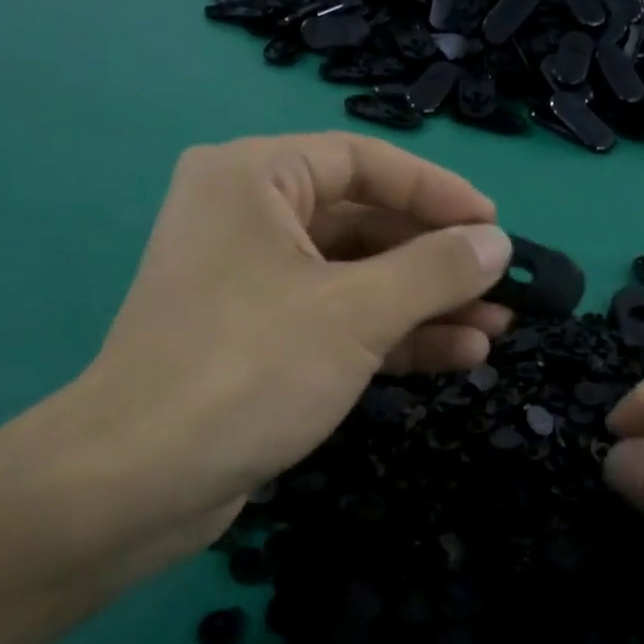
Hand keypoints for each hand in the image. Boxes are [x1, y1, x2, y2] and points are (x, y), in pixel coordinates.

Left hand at [8, 134, 511, 587]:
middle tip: (503, 289)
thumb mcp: (356, 311)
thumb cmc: (249, 370)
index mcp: (254, 178)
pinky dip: (393, 337)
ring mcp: (252, 285)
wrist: (140, 481)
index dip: (438, 193)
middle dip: (438, 262)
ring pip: (356, 280)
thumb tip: (497, 243)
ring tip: (496, 329)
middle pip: (364, 224)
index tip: (496, 228)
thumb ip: (435, 270)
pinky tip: (457, 354)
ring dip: (425, 305)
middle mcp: (248, 219)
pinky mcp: (259, 343)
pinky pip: (337, 322)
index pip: (364, 162)